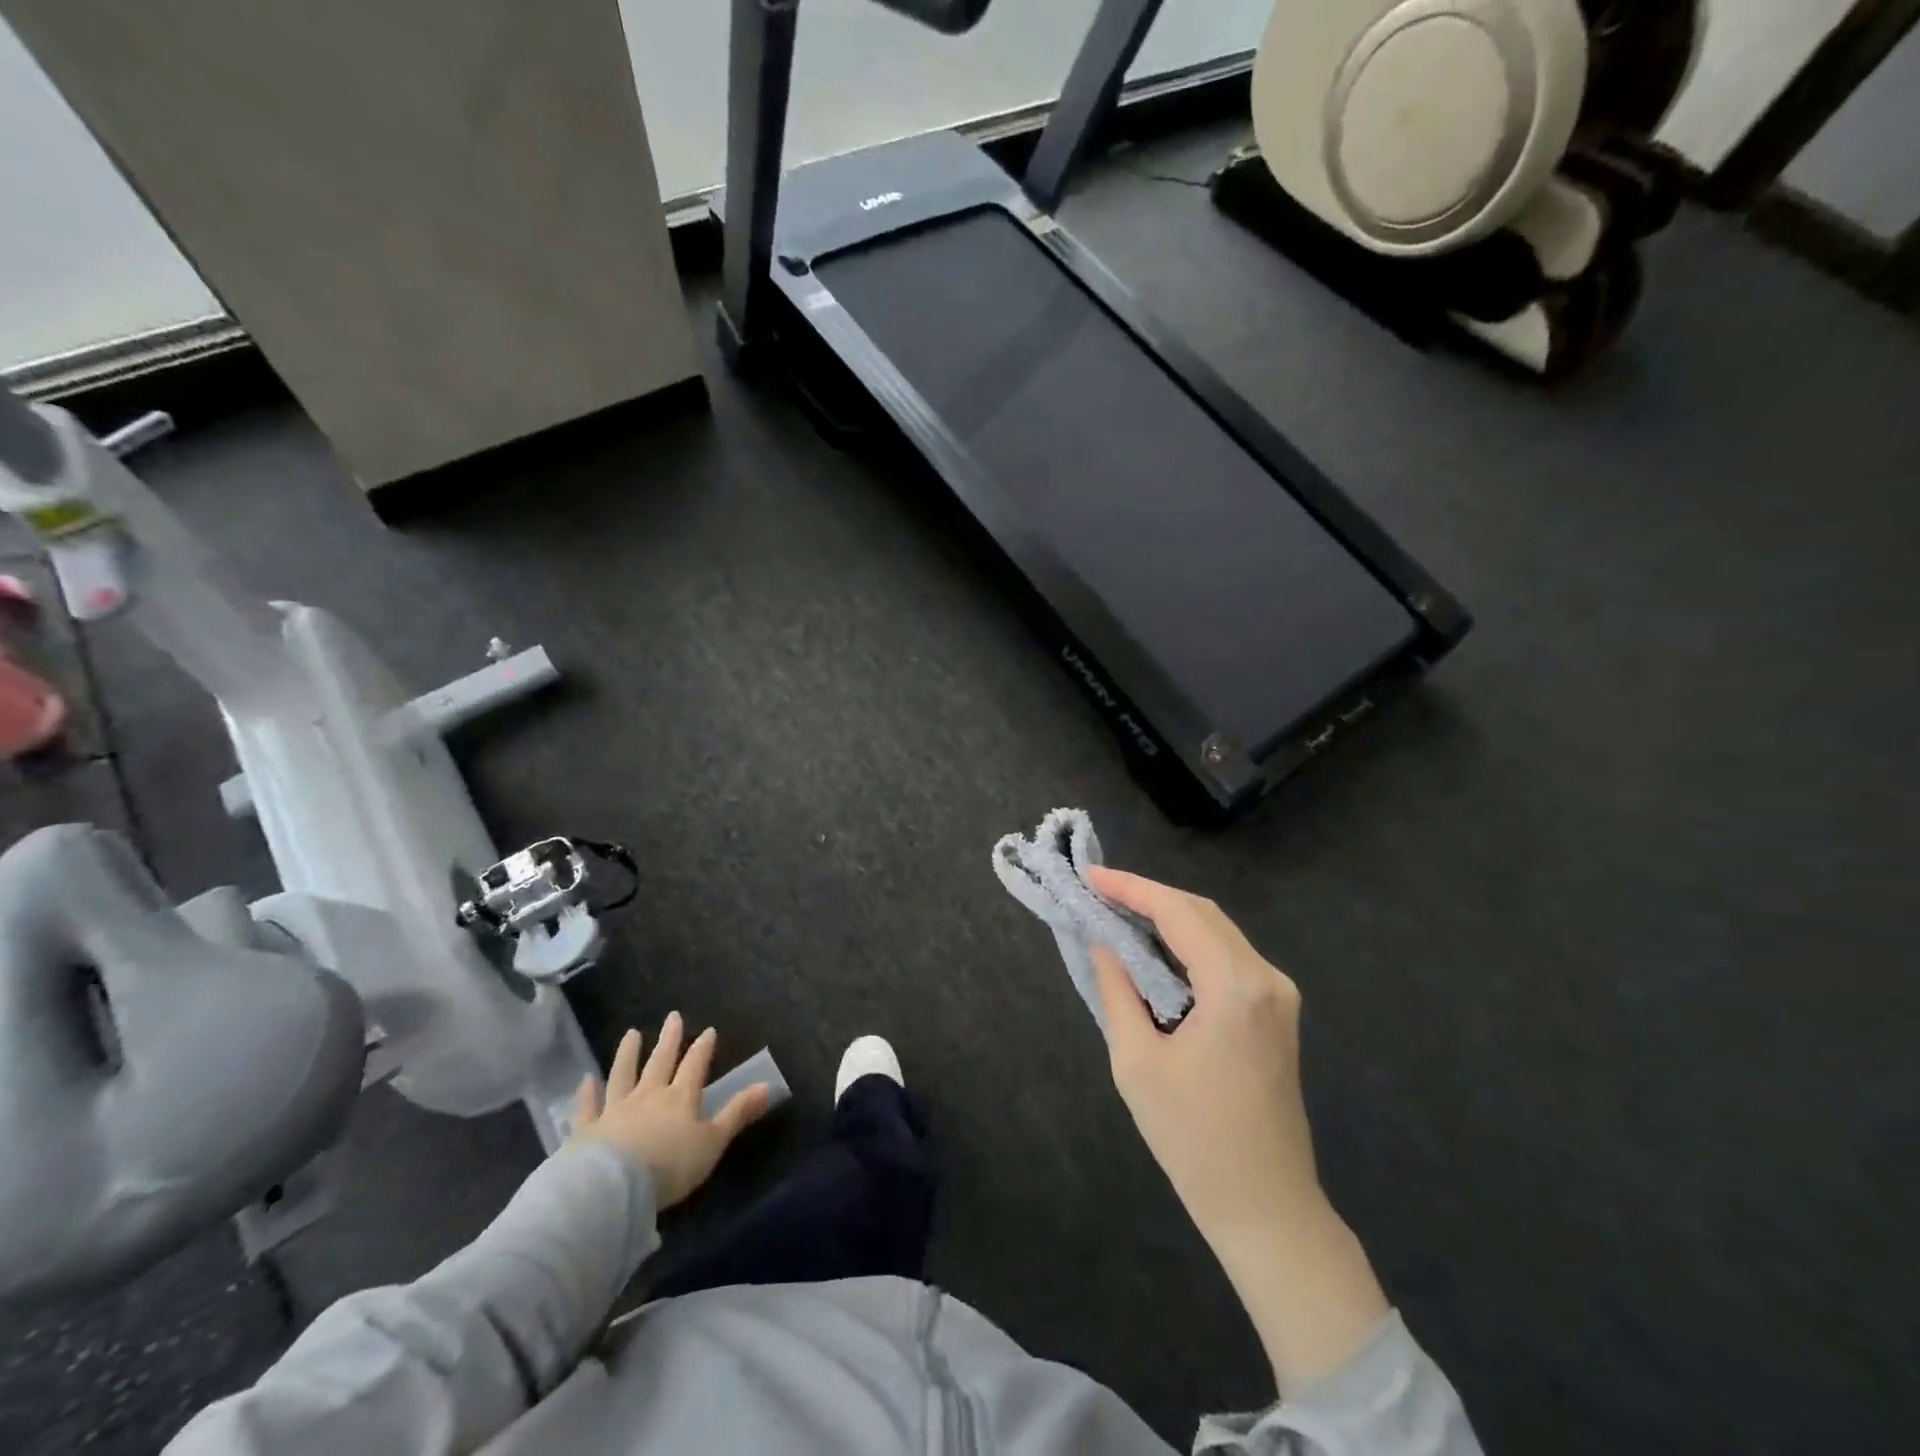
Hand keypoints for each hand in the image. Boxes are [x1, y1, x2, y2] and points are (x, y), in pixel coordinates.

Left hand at [569, 1012, 769, 1209]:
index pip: (695, 1066)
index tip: (708, 1030)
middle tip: (673, 1016)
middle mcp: (649, 1095)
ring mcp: (615, 1110)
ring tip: (631, 1034)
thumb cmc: (670, 1166)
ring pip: (623, 1075)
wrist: (613, 1187)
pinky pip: (588, 1107)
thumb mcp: (713, 1142)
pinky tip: (586, 1080)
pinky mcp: (587, 1130)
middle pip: (660, 1062)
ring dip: (628, 1054)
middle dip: (669, 1039)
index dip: (702, 1048)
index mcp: (681, 1098)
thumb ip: (737, 1113)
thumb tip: (767, 1085)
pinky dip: (587, 1093)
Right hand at [1086, 866, 1316, 1239]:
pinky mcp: (1277, 1011)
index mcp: (1235, 987)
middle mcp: (1266, 978)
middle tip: (1100, 893)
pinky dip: (1189, 944)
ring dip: (1169, 918)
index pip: (1178, 913)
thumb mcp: (1137, 1062)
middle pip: (1202, 913)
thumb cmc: (1193, 1139)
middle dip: (1149, 897)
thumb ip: (1117, 990)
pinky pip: (1228, 957)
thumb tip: (1103, 943)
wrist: (1265, 1206)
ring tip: (1119, 914)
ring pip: (1217, 931)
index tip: (1091, 876)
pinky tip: (1156, 949)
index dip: (1131, 888)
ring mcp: (1279, 994)